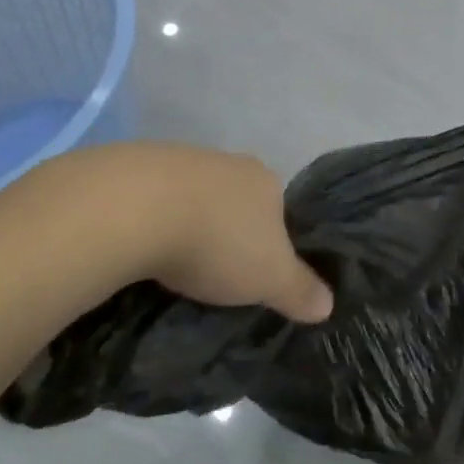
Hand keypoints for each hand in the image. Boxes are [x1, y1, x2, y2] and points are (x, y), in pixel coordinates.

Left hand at [115, 144, 334, 323]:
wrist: (136, 207)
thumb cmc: (217, 242)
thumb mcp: (270, 278)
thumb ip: (299, 290)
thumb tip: (328, 305)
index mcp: (265, 180)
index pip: (279, 210)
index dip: (271, 241)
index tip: (255, 272)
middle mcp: (227, 161)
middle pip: (235, 201)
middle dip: (227, 231)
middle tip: (215, 272)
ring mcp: (180, 159)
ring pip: (193, 197)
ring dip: (187, 224)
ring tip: (173, 265)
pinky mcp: (135, 166)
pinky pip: (153, 199)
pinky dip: (152, 219)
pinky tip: (141, 246)